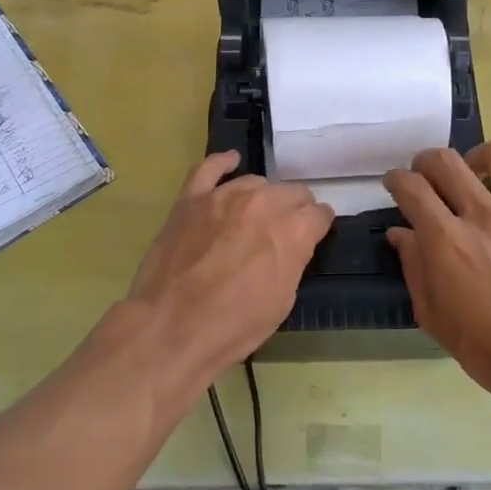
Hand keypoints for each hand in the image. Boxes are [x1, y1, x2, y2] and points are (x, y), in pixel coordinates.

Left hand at [124, 151, 333, 384]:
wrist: (171, 328)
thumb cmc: (233, 325)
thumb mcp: (283, 301)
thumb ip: (294, 260)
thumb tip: (294, 245)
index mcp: (292, 230)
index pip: (319, 214)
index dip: (318, 226)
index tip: (314, 235)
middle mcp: (264, 203)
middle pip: (292, 192)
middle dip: (295, 209)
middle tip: (286, 230)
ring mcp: (224, 196)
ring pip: (256, 182)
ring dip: (263, 197)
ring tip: (256, 214)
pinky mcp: (191, 198)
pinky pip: (209, 168)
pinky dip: (223, 163)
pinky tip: (230, 162)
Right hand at [383, 142, 490, 398]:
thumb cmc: (482, 344)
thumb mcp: (431, 313)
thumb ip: (413, 266)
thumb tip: (400, 233)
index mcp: (445, 238)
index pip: (411, 187)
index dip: (396, 180)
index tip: (395, 185)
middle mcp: (482, 214)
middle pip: (446, 160)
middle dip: (427, 161)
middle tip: (427, 176)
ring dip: (480, 158)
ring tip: (477, 175)